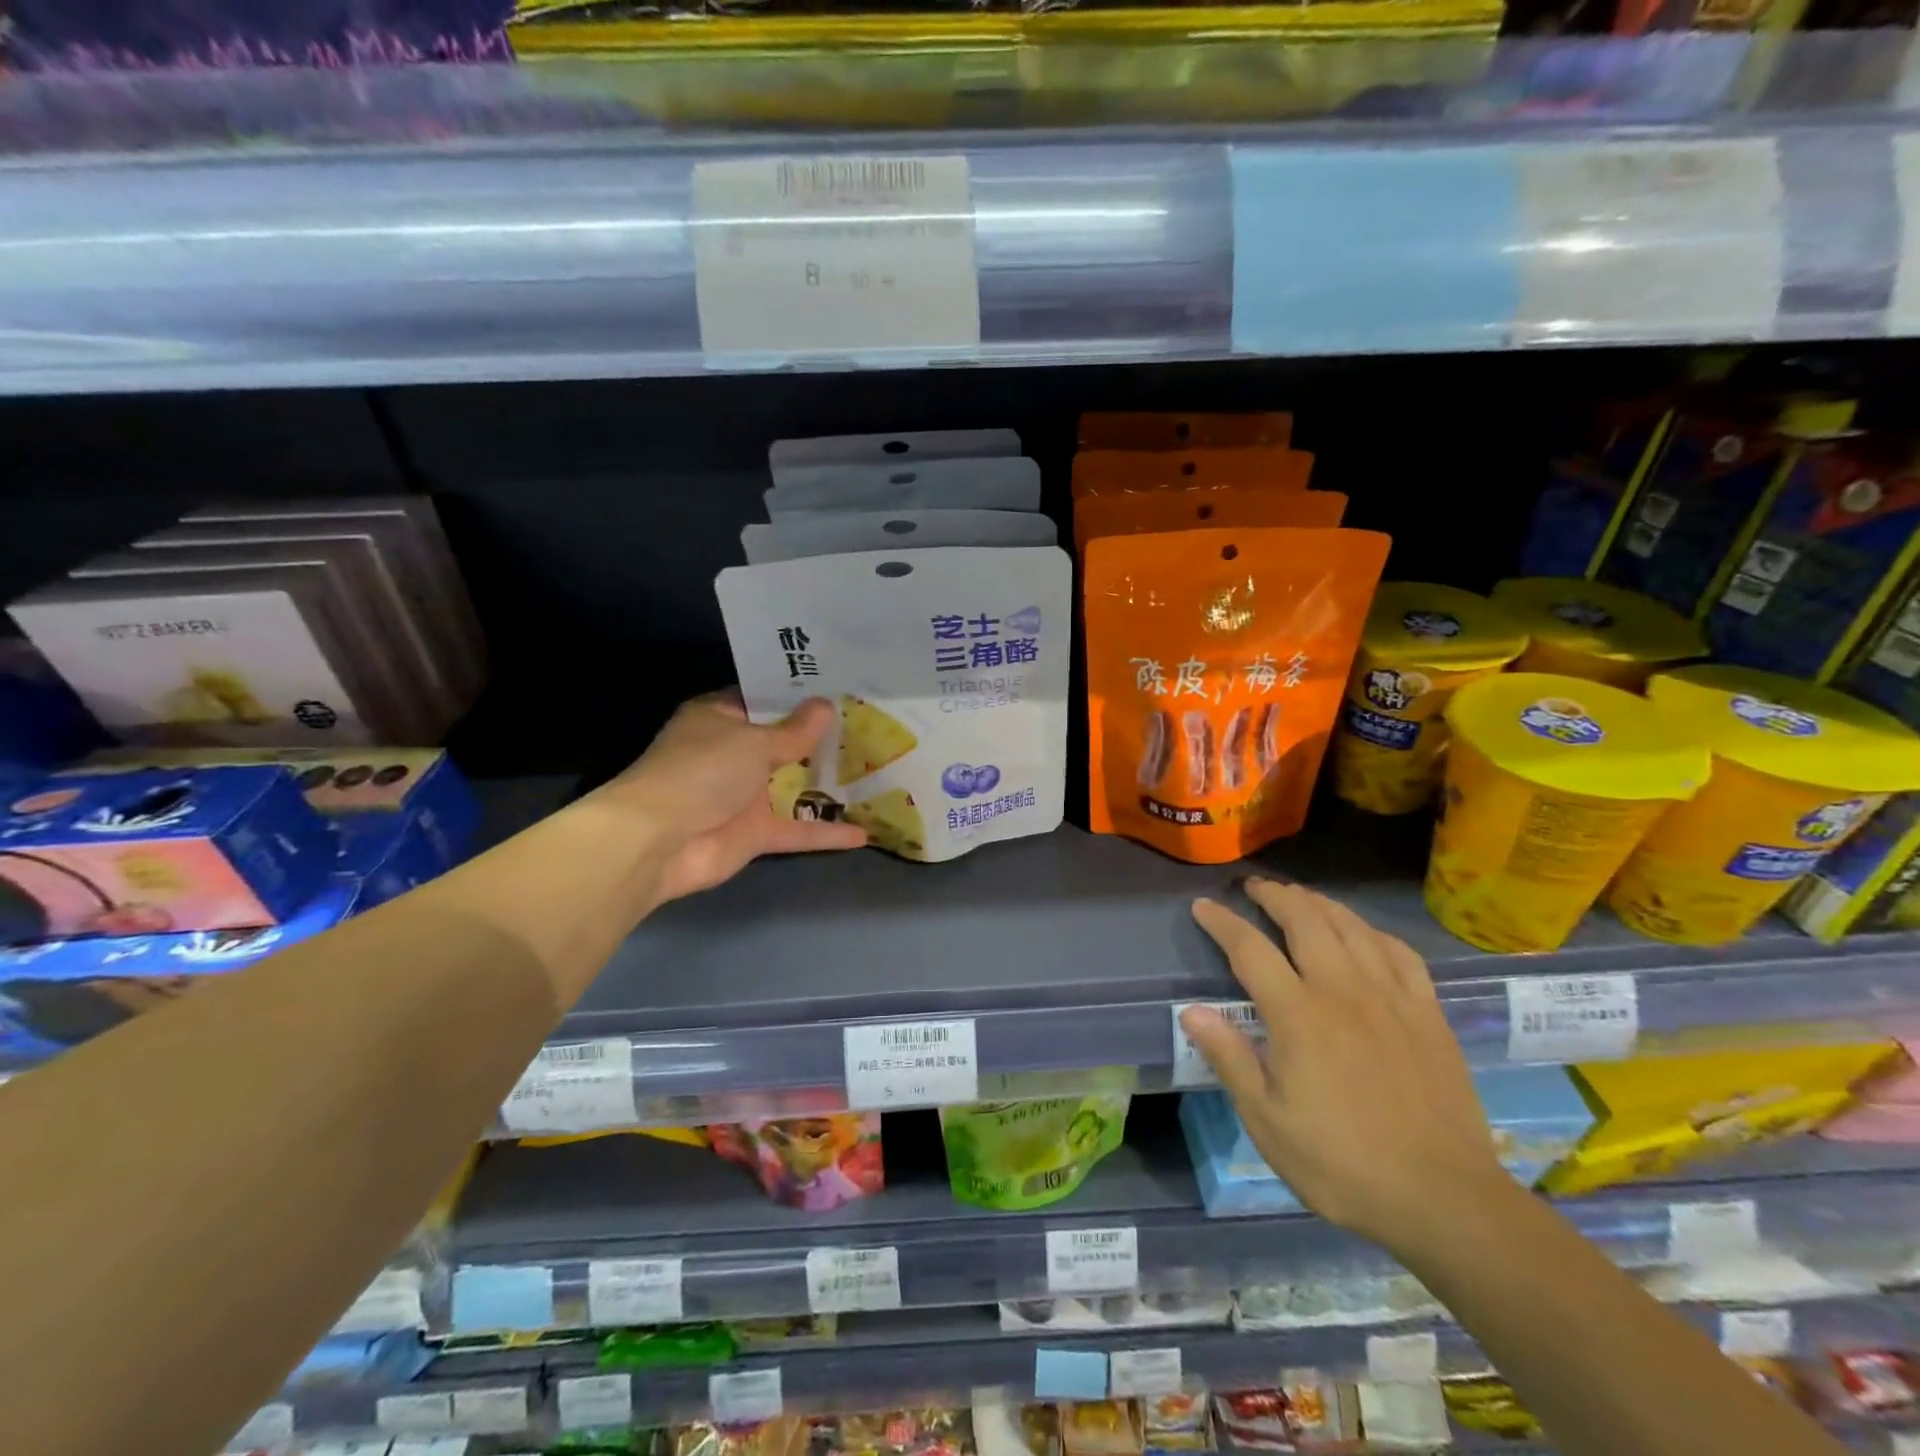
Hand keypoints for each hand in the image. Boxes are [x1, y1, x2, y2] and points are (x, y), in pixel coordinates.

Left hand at [601, 691, 864, 903]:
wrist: (658, 842)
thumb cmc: (701, 771)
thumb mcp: (753, 742)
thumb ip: (794, 731)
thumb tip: (826, 706)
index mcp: (720, 718)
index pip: (763, 699)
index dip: (798, 694)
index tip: (840, 687)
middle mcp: (733, 753)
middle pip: (784, 742)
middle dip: (822, 737)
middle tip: (870, 725)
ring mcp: (744, 795)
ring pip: (793, 786)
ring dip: (828, 784)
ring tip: (876, 772)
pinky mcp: (754, 833)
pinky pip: (797, 829)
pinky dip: (826, 833)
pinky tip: (865, 833)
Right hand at [1179, 879, 1504, 1250]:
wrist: (1444, 1199)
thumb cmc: (1342, 1163)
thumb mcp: (1268, 1121)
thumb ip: (1229, 1059)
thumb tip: (1191, 1010)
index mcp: (1298, 1015)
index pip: (1250, 949)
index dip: (1223, 922)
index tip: (1204, 906)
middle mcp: (1343, 990)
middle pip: (1305, 920)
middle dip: (1274, 896)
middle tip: (1254, 887)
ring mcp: (1391, 998)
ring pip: (1351, 927)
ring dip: (1319, 904)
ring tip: (1299, 896)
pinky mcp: (1428, 1014)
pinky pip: (1400, 953)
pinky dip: (1373, 932)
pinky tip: (1364, 934)